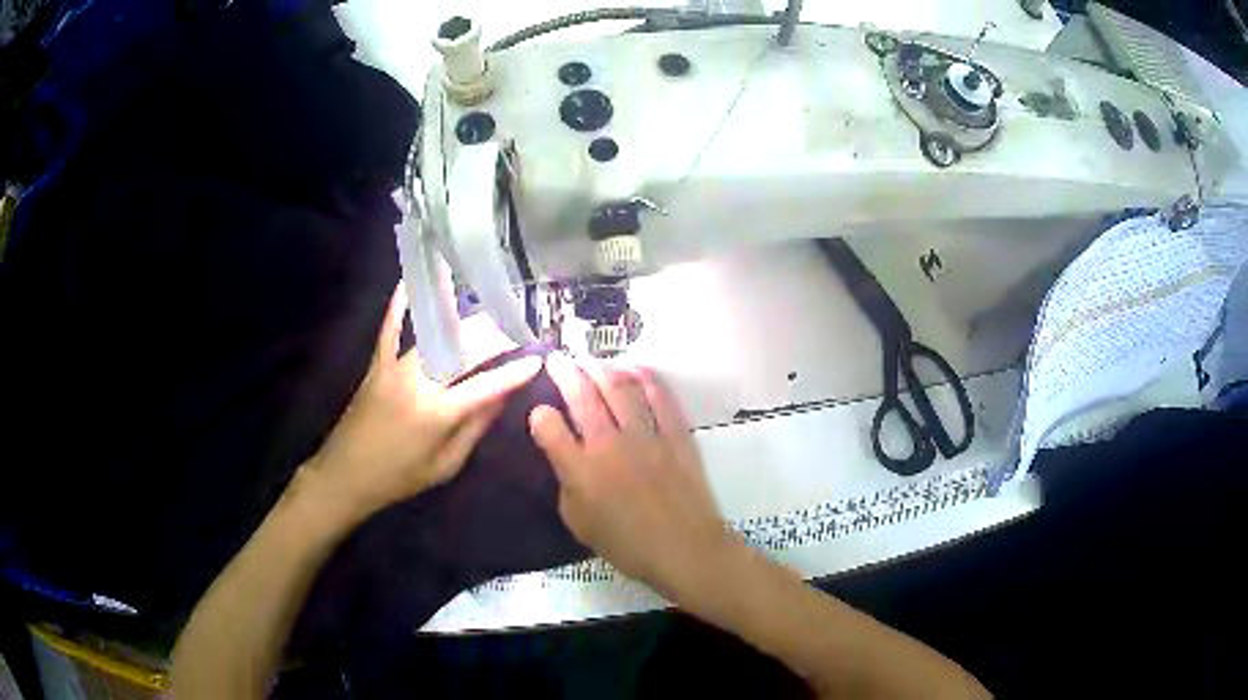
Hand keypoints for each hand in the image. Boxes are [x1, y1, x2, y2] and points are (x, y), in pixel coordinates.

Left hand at [298, 286, 540, 523]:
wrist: (346, 475)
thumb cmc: (399, 478)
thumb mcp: (445, 465)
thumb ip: (474, 429)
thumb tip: (502, 398)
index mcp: (438, 414)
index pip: (487, 385)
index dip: (515, 371)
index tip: (538, 359)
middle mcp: (419, 383)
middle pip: (465, 349)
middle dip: (497, 336)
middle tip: (519, 329)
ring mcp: (395, 368)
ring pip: (437, 335)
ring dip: (466, 322)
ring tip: (491, 313)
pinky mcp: (377, 364)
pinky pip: (390, 329)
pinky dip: (399, 305)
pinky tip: (410, 282)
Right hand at [529, 354, 729, 593]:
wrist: (685, 549)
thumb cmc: (628, 546)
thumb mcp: (580, 525)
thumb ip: (567, 488)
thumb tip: (567, 461)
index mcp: (580, 470)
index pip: (549, 427)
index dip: (539, 415)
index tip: (540, 411)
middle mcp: (609, 444)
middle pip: (582, 396)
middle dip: (565, 372)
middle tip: (557, 360)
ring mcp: (645, 435)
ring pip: (620, 388)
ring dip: (602, 368)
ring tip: (591, 360)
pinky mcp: (675, 433)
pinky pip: (660, 397)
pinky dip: (646, 377)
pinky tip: (635, 368)